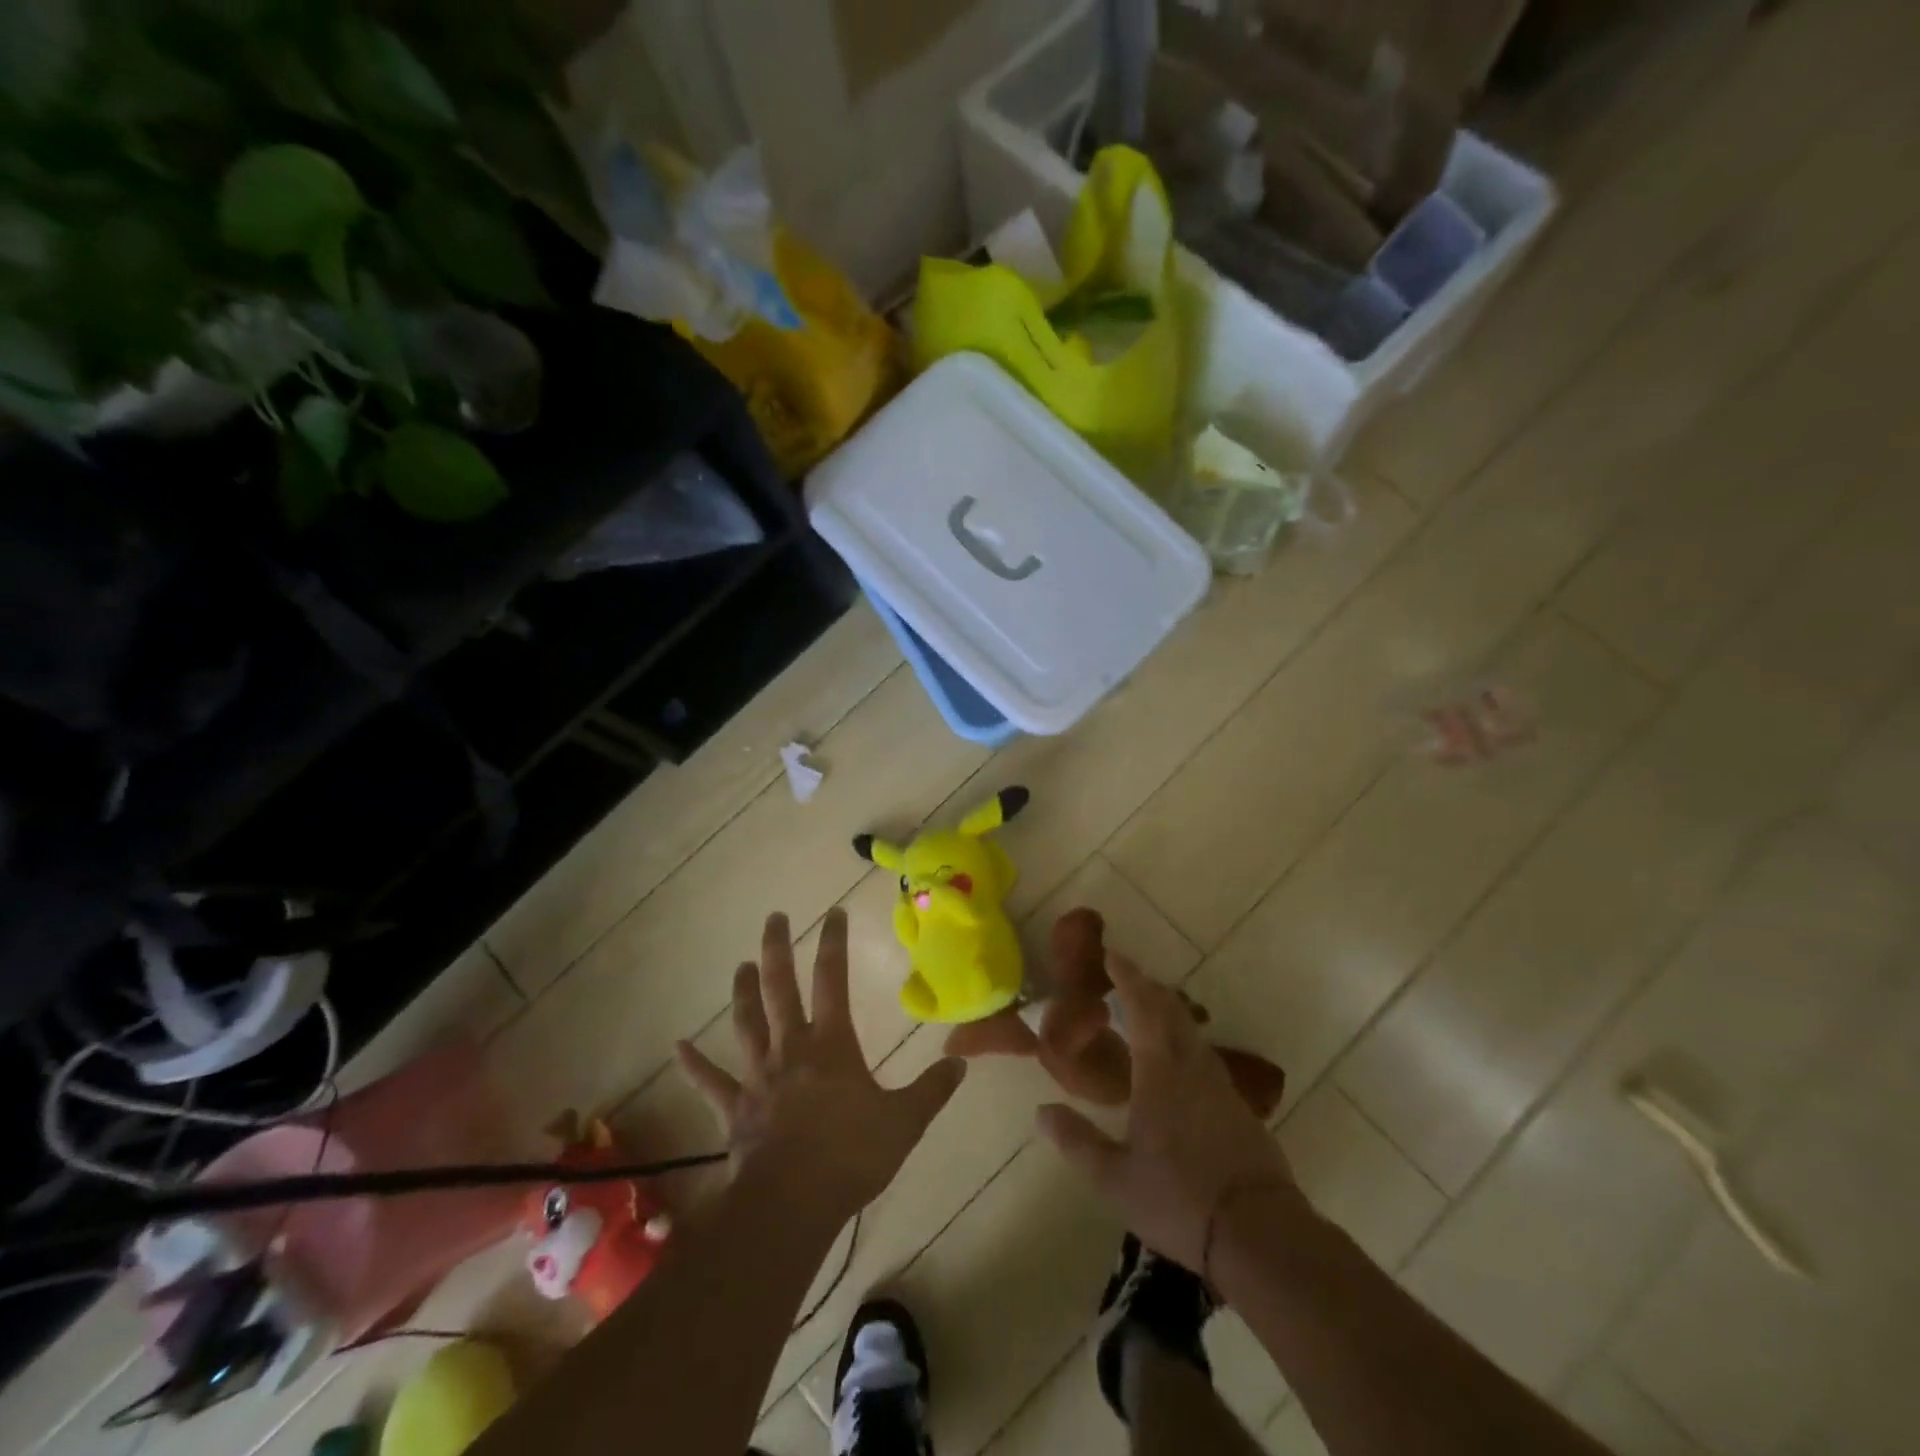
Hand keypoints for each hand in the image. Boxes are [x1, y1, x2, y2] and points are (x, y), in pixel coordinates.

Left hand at [676, 909, 965, 1221]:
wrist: (791, 1203)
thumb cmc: (851, 1155)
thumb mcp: (904, 1122)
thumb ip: (932, 1090)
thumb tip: (960, 1064)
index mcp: (831, 1044)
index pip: (833, 980)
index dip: (834, 943)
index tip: (833, 913)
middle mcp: (791, 1048)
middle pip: (780, 989)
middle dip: (777, 950)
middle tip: (774, 918)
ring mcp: (759, 1076)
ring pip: (746, 1023)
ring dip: (742, 992)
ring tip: (741, 965)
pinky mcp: (736, 1109)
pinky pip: (711, 1082)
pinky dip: (694, 1065)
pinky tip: (677, 1047)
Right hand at [1035, 952, 1295, 1272]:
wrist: (1261, 1234)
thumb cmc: (1180, 1199)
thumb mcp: (1115, 1178)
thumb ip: (1077, 1140)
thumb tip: (1041, 1111)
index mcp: (1160, 1071)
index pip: (1142, 1007)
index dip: (1127, 977)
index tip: (1112, 955)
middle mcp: (1192, 1066)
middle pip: (1171, 1010)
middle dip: (1147, 987)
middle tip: (1125, 977)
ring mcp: (1220, 1085)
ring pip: (1191, 1032)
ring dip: (1168, 1012)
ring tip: (1147, 1014)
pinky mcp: (1238, 1107)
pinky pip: (1204, 1056)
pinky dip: (1184, 1041)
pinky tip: (1177, 1064)